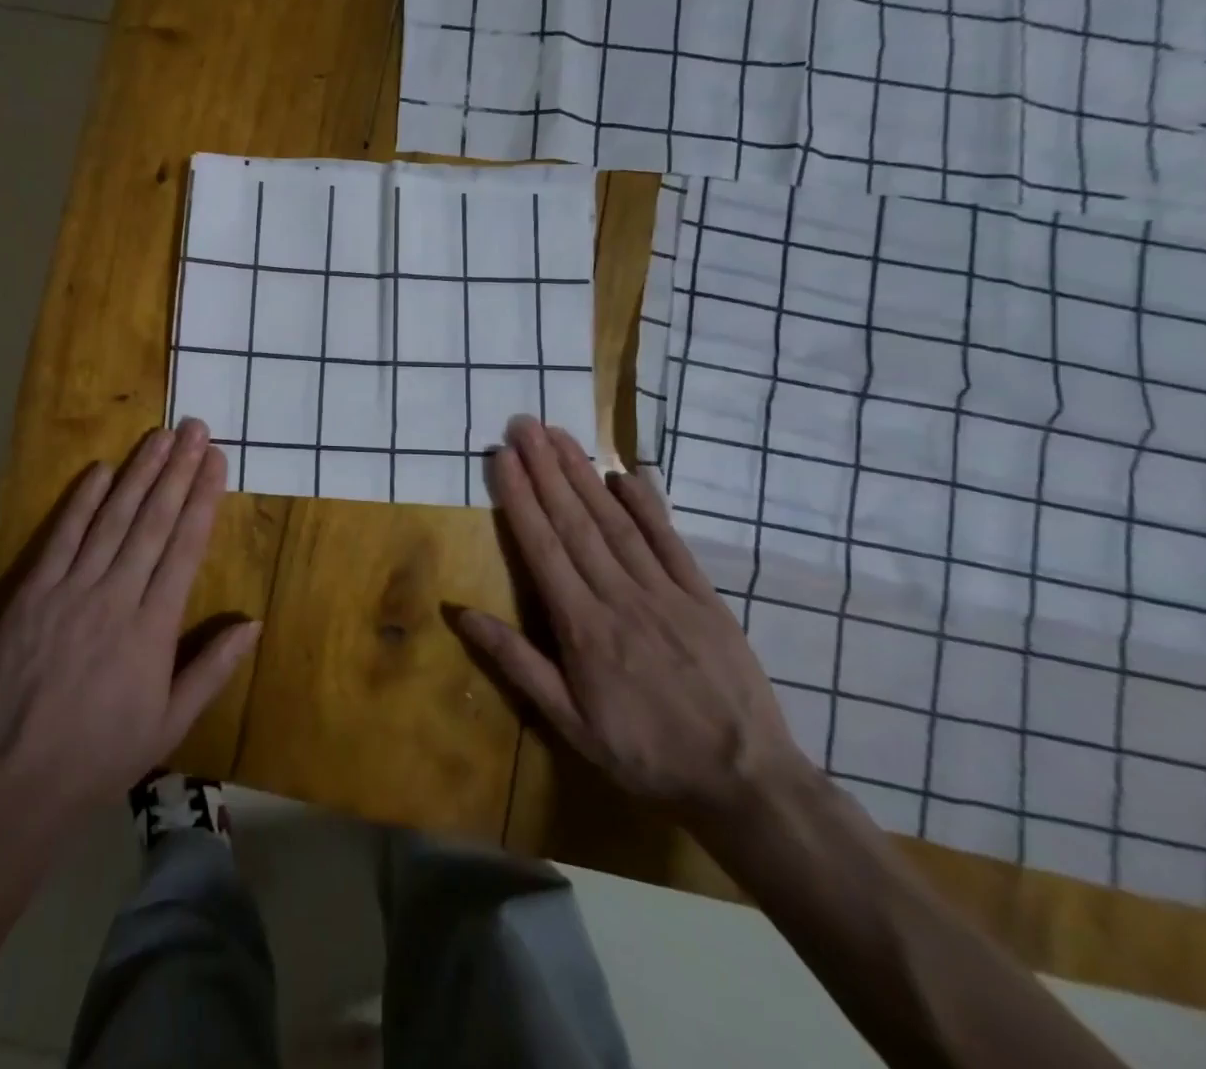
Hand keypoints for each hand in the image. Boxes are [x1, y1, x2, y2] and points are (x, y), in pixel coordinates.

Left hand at [0, 419, 259, 817]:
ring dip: (138, 473)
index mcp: (154, 628)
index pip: (185, 547)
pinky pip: (63, 538)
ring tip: (159, 437)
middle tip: (195, 429)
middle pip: (153, 521)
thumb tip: (254, 622)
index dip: (203, 499)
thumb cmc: (103, 754)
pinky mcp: (34, 593)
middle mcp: (117, 596)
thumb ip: (213, 668)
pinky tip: (100, 470)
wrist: (18, 779)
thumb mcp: (171, 722)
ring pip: (112, 519)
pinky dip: (82, 502)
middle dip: (177, 470)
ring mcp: (72, 590)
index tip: (216, 461)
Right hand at [457, 417, 809, 825]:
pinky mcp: (703, 597)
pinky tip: (627, 474)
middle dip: (546, 468)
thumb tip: (461, 613)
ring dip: (585, 475)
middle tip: (524, 424)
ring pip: (616, 522)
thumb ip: (516, 662)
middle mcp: (620, 597)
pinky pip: (671, 542)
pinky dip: (648, 505)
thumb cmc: (643, 752)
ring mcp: (666, 592)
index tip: (502, 457)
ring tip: (560, 435)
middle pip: (575, 521)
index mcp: (583, 626)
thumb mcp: (568, 722)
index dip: (520, 497)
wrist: (744, 781)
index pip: (542, 547)